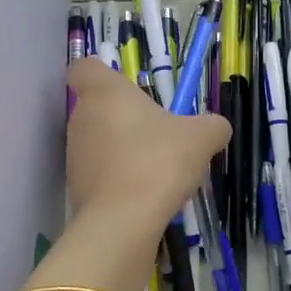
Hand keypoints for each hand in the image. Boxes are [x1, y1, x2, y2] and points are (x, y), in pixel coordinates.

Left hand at [65, 59, 229, 243]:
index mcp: (105, 93)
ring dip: (124, 150)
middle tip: (159, 134)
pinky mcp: (77, 188)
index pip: (84, 68)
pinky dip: (120, 179)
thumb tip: (215, 128)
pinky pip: (102, 174)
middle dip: (126, 118)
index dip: (101, 74)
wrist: (124, 222)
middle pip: (98, 108)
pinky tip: (146, 195)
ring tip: (158, 170)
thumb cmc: (159, 162)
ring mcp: (75, 155)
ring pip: (100, 142)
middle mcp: (82, 119)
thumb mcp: (202, 137)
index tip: (127, 88)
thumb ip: (212, 125)